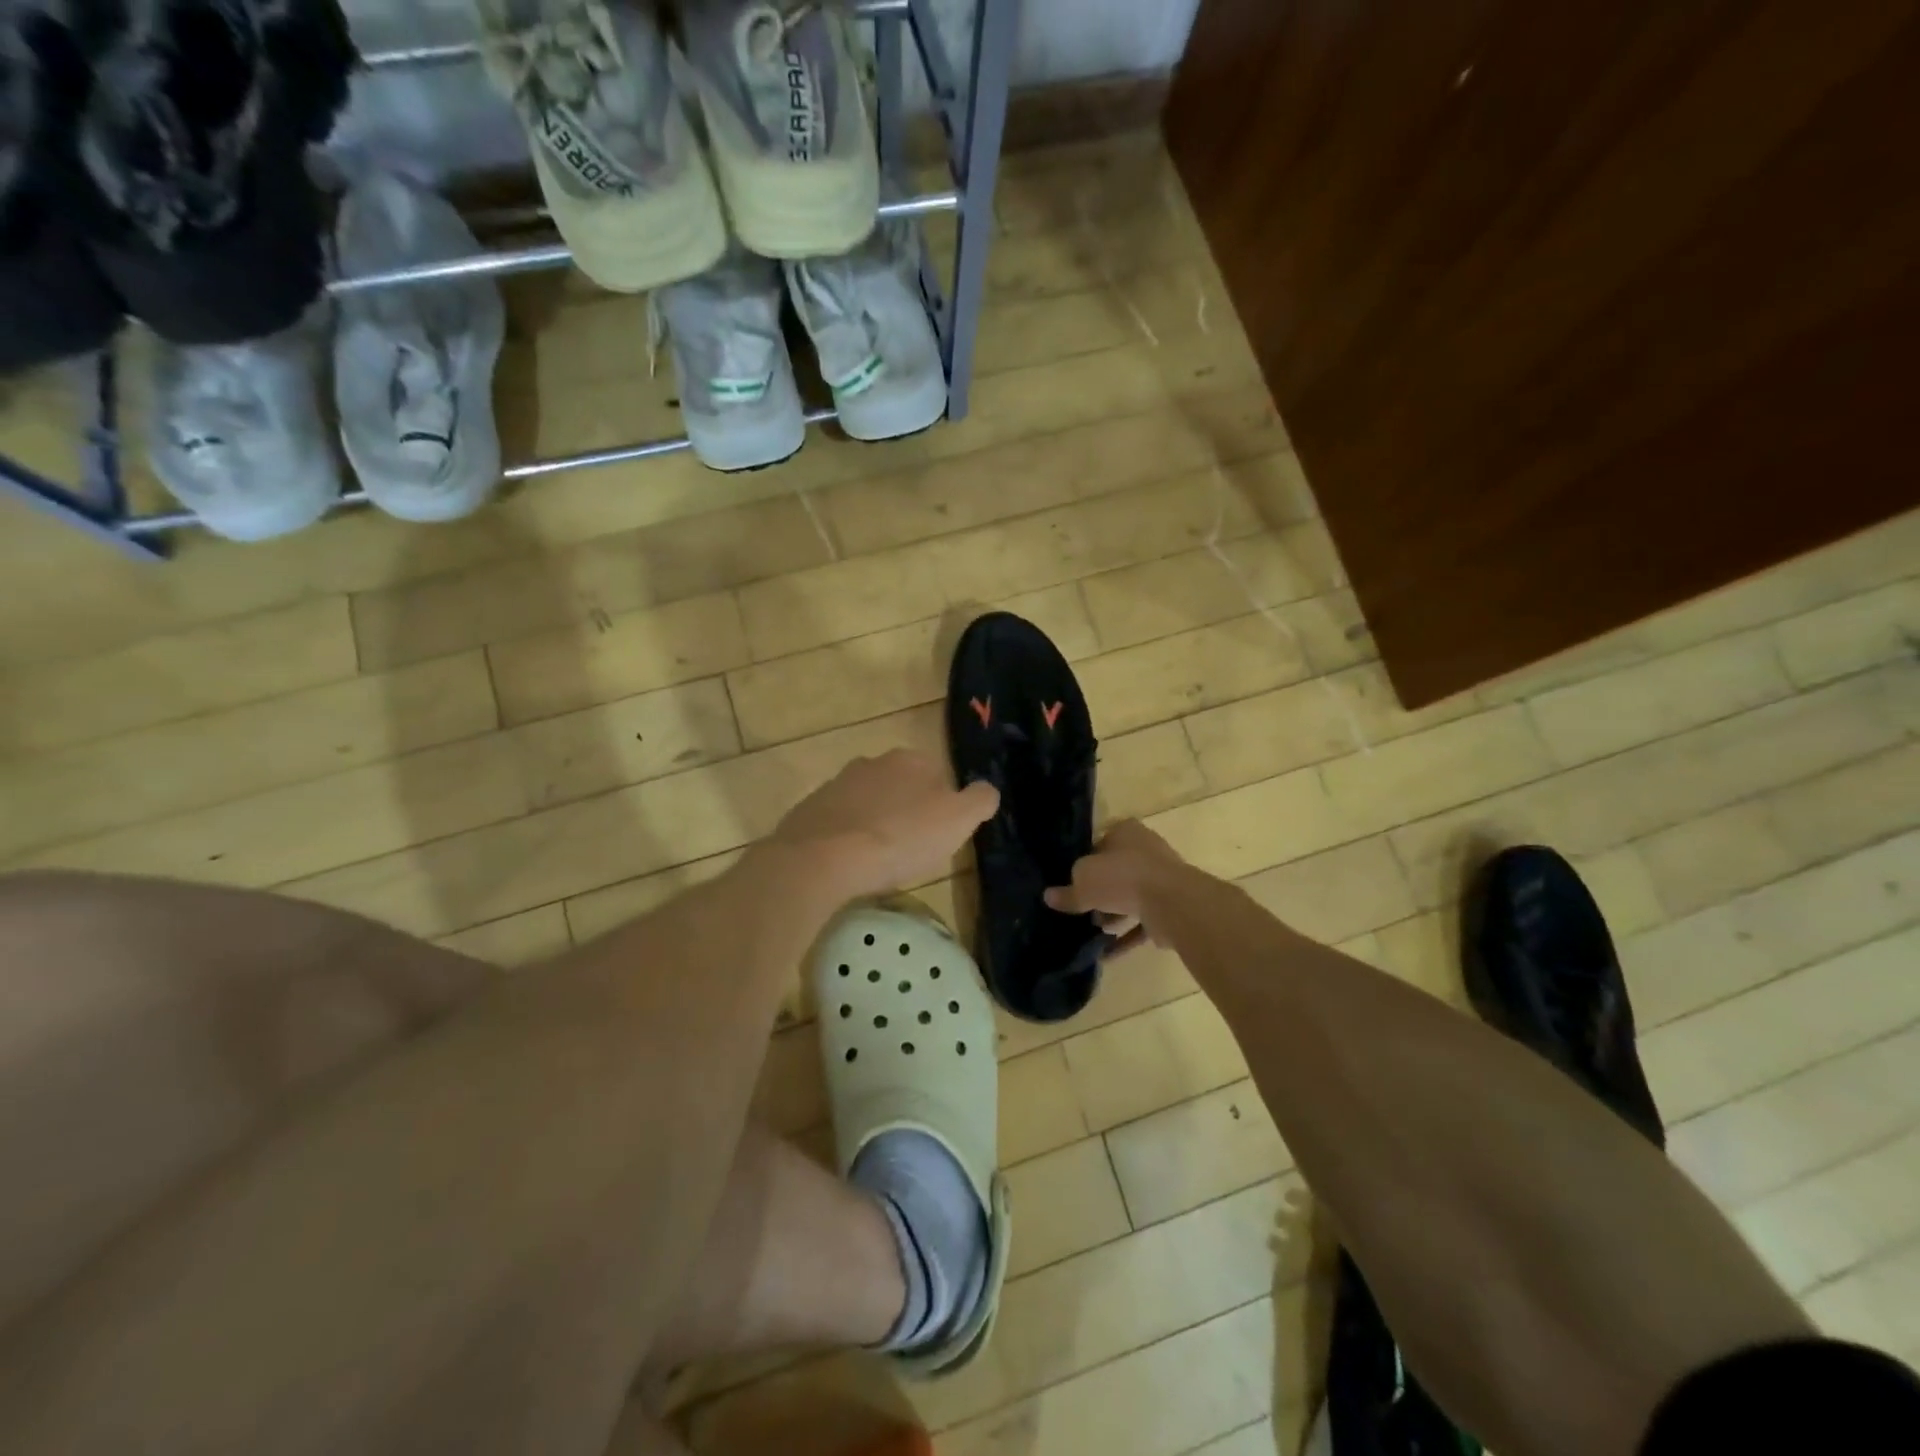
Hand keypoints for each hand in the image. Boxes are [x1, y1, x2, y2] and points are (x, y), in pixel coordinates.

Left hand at [767, 749, 998, 900]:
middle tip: (912, 848)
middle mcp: (873, 761)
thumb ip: (980, 800)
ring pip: (868, 802)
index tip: (940, 836)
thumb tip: (986, 791)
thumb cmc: (900, 838)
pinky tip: (849, 863)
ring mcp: (837, 784)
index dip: (944, 806)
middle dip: (908, 811)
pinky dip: (847, 837)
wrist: (824, 858)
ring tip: (879, 859)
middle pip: (901, 786)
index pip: (939, 776)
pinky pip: (839, 822)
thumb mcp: (958, 821)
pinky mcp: (810, 809)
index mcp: (911, 759)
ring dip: (876, 822)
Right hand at [1044, 819, 1188, 953]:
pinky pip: (1143, 922)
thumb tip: (1049, 897)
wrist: (1171, 902)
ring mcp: (1162, 879)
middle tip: (1082, 910)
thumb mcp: (1083, 882)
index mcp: (1126, 832)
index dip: (1084, 863)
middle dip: (1099, 893)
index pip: (1099, 844)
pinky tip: (1107, 955)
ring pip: (1130, 898)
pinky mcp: (1170, 907)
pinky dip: (1126, 938)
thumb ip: (1067, 892)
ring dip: (1113, 916)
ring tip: (1094, 933)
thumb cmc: (1122, 877)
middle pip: (1116, 872)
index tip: (1071, 883)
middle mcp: (1146, 851)